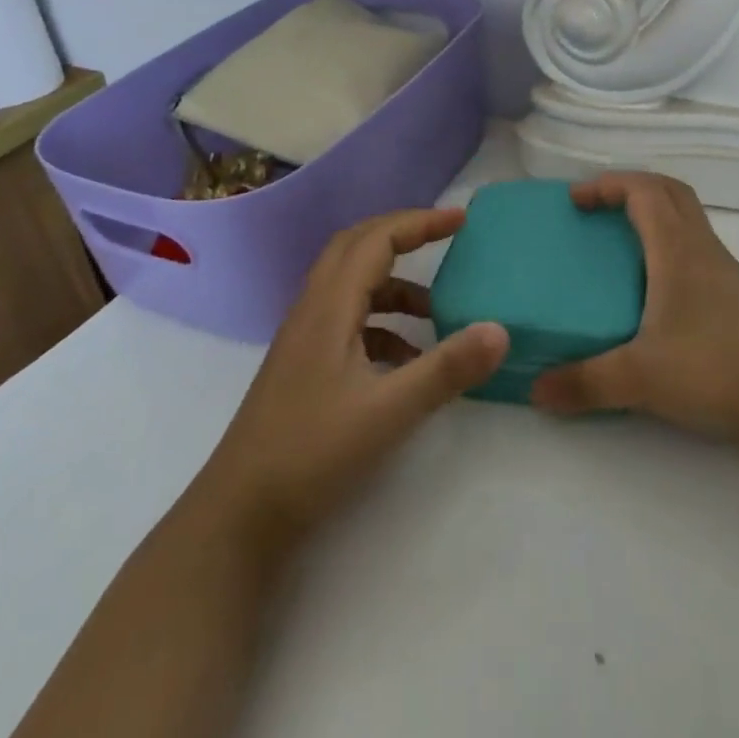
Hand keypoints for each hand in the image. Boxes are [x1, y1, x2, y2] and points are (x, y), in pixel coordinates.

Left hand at [204, 209, 508, 561]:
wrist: (238, 517)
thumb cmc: (311, 454)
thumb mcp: (389, 411)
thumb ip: (446, 369)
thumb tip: (500, 329)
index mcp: (329, 307)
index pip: (377, 239)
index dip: (420, 223)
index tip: (461, 220)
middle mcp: (313, 310)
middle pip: (357, 247)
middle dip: (403, 235)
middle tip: (445, 238)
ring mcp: (305, 339)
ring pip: (352, 285)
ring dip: (394, 284)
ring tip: (437, 310)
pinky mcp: (304, 366)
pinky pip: (348, 321)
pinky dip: (382, 323)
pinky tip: (406, 360)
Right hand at [530, 173, 738, 445]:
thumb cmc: (716, 370)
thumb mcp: (641, 378)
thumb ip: (585, 382)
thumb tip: (537, 390)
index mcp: (677, 249)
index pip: (643, 190)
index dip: (607, 184)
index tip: (575, 200)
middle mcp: (702, 248)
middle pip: (669, 191)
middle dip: (630, 188)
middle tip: (596, 210)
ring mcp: (724, 270)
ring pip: (686, 217)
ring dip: (653, 215)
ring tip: (619, 245)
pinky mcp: (736, 295)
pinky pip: (695, 247)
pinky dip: (668, 245)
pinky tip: (653, 288)